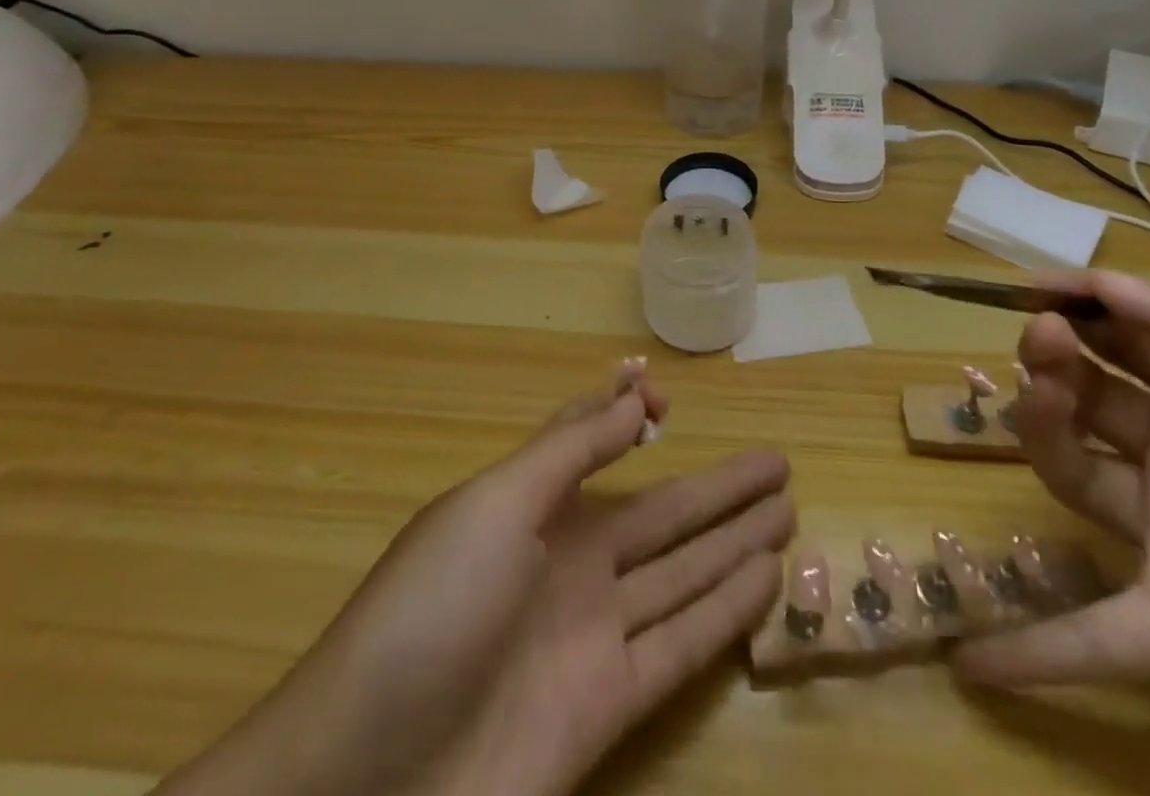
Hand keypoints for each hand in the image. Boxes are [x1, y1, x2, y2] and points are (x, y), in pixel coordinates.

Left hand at [157, 362, 791, 795]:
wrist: (363, 786)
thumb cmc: (429, 612)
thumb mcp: (495, 505)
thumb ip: (570, 450)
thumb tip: (633, 394)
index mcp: (533, 507)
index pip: (592, 445)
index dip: (627, 416)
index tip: (671, 393)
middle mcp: (570, 563)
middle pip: (662, 513)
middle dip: (718, 487)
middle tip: (777, 460)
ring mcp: (592, 635)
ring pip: (684, 573)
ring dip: (735, 541)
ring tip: (786, 508)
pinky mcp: (610, 708)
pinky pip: (682, 644)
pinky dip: (726, 611)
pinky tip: (765, 579)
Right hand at [955, 272, 1149, 795]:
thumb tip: (1098, 282)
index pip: (1122, 337)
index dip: (1077, 307)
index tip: (1034, 288)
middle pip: (1087, 397)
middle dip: (1053, 357)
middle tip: (1045, 340)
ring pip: (1077, 474)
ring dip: (1039, 430)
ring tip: (1041, 397)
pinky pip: (1103, 638)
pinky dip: (1039, 651)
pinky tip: (977, 662)